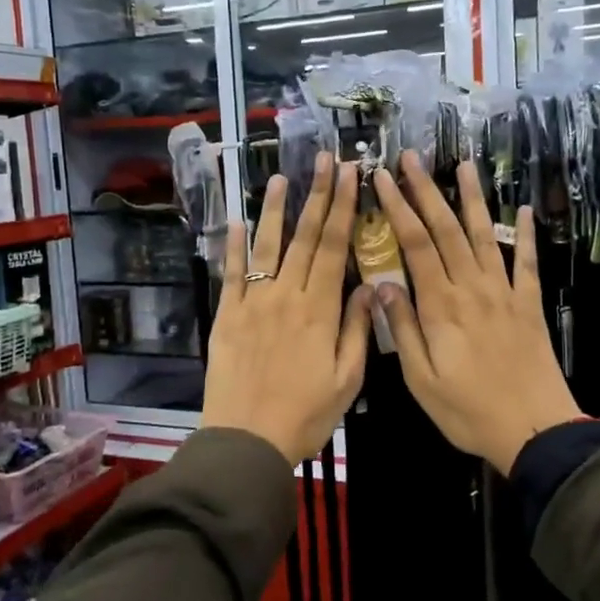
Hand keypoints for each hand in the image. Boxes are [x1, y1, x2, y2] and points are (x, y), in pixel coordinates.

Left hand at [202, 153, 372, 465]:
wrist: (248, 440)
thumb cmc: (305, 415)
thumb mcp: (348, 380)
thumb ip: (359, 329)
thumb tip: (372, 285)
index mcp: (320, 310)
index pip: (335, 247)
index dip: (344, 208)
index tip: (351, 175)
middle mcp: (287, 296)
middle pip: (305, 237)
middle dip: (318, 195)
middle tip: (325, 160)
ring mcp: (253, 303)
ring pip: (266, 247)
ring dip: (275, 210)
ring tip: (281, 177)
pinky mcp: (227, 316)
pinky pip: (231, 274)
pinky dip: (233, 246)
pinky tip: (237, 221)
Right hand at [372, 152, 582, 474]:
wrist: (534, 429)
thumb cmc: (469, 410)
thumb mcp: (421, 379)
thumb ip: (402, 329)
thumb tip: (382, 285)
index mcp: (441, 306)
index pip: (415, 245)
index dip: (398, 208)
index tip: (383, 179)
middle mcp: (472, 288)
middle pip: (446, 229)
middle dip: (426, 190)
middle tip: (411, 157)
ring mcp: (504, 293)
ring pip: (484, 236)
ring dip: (471, 199)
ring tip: (462, 165)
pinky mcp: (528, 304)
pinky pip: (525, 262)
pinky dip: (524, 235)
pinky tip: (524, 211)